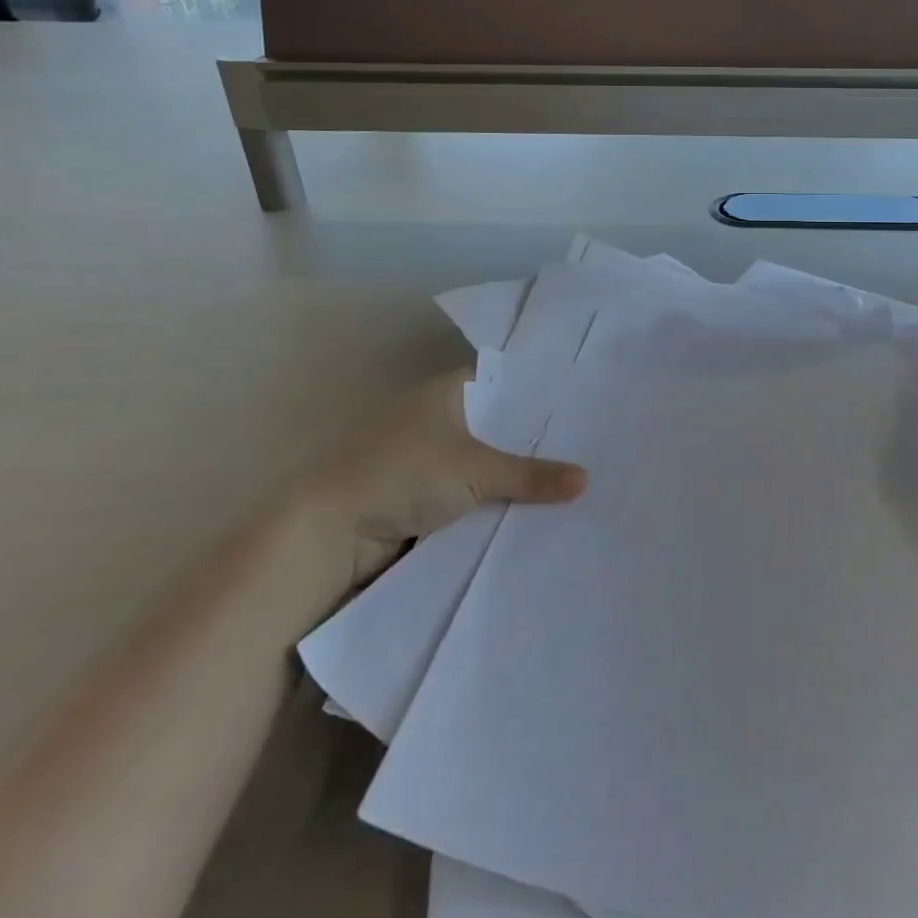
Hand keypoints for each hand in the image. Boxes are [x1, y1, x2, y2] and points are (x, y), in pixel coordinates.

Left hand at [295, 368, 586, 594]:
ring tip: (572, 479)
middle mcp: (435, 419)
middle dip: (531, 440)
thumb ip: (531, 474)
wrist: (330, 536)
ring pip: (482, 464)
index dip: (536, 391)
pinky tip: (531, 512)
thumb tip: (586, 480)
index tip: (578, 401)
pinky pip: (468, 496)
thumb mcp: (476, 470)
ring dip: (512, 477)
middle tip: (587, 444)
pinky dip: (491, 504)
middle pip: (495, 426)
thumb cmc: (402, 474)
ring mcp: (425, 461)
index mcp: (444, 393)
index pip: (501, 381)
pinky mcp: (418, 499)